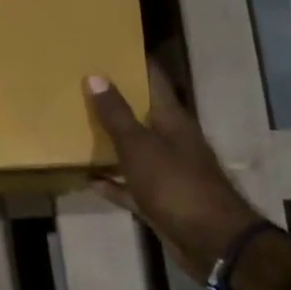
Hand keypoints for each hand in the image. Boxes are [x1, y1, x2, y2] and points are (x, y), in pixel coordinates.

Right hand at [85, 63, 262, 280]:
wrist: (211, 241)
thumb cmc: (176, 186)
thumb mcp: (141, 147)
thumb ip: (117, 115)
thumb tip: (95, 75)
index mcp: (173, 121)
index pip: (155, 81)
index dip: (136, 63)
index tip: (111, 48)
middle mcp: (173, 142)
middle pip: (144, 115)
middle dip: (118, 101)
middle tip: (84, 86)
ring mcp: (167, 173)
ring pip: (135, 151)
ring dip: (112, 143)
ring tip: (79, 129)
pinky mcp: (160, 201)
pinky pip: (130, 186)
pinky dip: (112, 182)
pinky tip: (89, 179)